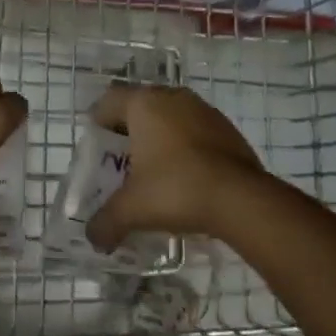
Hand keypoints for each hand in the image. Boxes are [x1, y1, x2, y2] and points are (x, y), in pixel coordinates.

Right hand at [86, 84, 271, 250]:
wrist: (241, 198)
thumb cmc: (176, 189)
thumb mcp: (131, 210)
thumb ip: (105, 222)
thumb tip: (94, 238)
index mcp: (144, 104)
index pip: (109, 102)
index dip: (98, 124)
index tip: (98, 150)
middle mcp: (172, 97)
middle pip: (140, 108)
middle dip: (129, 133)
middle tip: (122, 163)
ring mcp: (204, 110)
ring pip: (170, 118)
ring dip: (159, 139)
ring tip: (154, 172)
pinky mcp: (227, 128)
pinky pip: (194, 131)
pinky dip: (185, 148)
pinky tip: (185, 177)